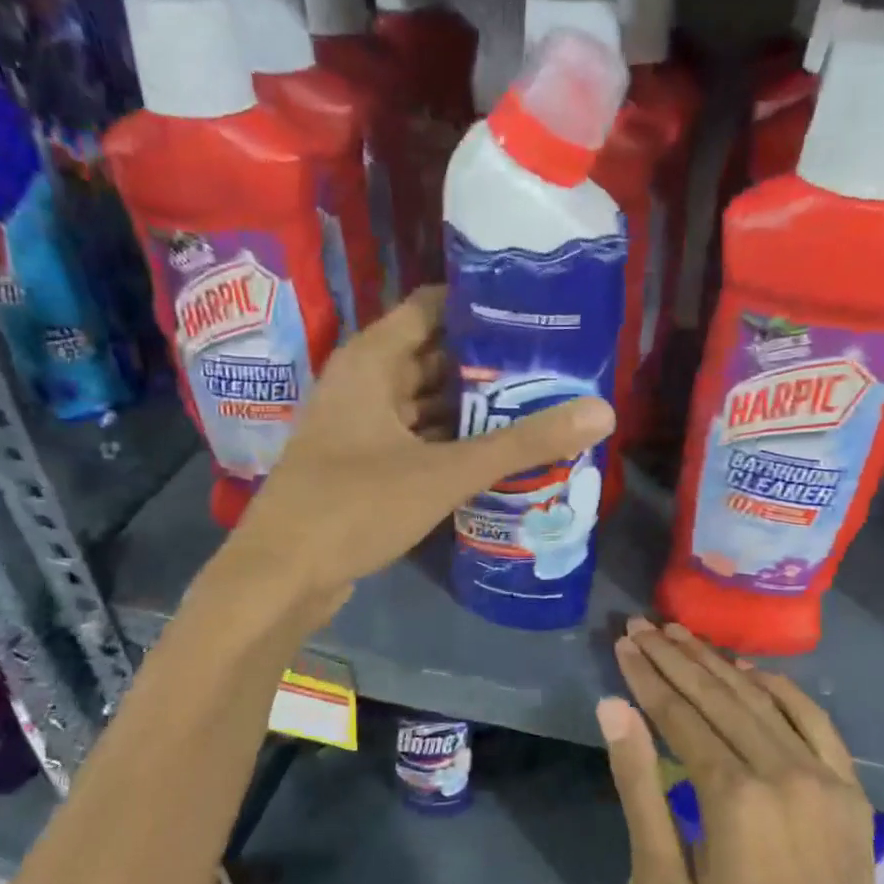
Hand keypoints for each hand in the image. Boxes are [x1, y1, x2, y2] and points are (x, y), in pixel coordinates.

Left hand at [220, 286, 612, 617]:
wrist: (280, 577)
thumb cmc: (354, 506)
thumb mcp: (445, 472)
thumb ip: (521, 443)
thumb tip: (602, 411)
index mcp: (372, 360)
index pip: (433, 307)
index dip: (483, 306)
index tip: (537, 313)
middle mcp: (364, 383)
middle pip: (436, 355)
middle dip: (490, 362)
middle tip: (554, 365)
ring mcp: (362, 426)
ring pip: (427, 401)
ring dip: (474, 406)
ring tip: (538, 404)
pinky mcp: (365, 465)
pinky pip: (418, 438)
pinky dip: (453, 441)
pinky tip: (497, 452)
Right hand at [597, 620, 883, 883]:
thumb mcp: (665, 882)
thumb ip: (638, 789)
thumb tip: (613, 709)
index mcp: (732, 796)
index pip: (679, 715)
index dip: (647, 677)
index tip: (623, 643)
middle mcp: (781, 771)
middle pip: (718, 696)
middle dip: (675, 658)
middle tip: (641, 625)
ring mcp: (823, 776)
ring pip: (760, 699)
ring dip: (717, 663)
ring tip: (681, 635)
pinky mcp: (850, 788)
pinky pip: (813, 719)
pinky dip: (780, 688)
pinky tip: (750, 670)